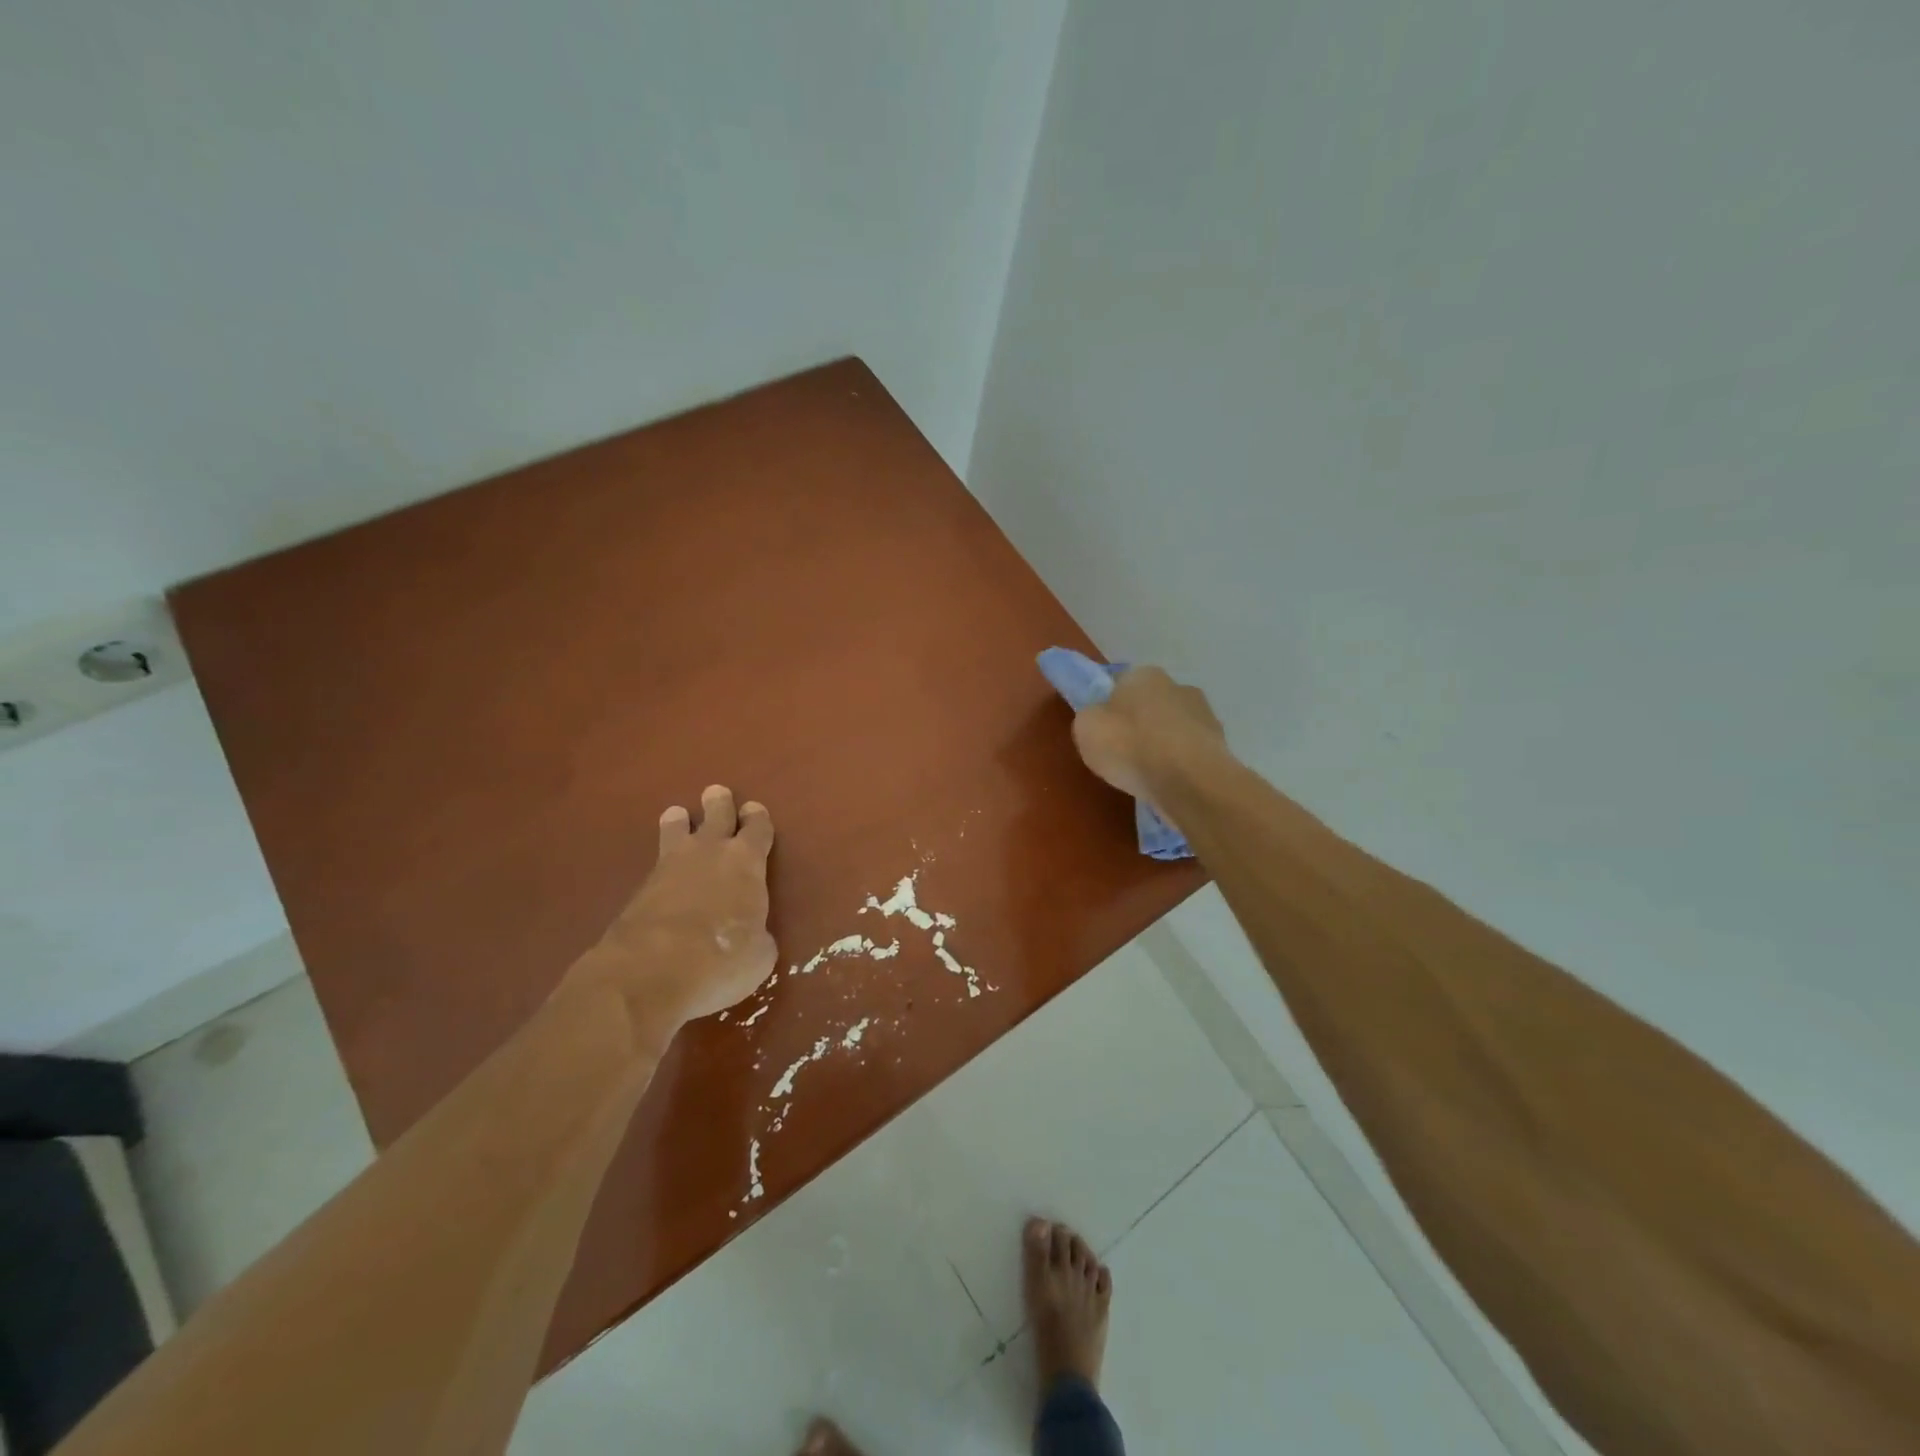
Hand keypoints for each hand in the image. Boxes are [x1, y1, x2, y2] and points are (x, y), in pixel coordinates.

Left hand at [578, 785, 776, 1036]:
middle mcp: (708, 852)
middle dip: (718, 804)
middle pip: (715, 814)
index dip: (758, 819)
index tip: (755, 811)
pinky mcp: (639, 889)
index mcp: (746, 861)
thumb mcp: (759, 954)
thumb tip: (751, 935)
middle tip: (716, 793)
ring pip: (676, 830)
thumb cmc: (722, 959)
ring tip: (678, 815)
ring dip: (680, 822)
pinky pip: (657, 864)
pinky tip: (663, 870)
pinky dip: (663, 863)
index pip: (758, 828)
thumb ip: (757, 934)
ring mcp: (669, 867)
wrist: (650, 972)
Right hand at [1071, 666, 1227, 810]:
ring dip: (1163, 745)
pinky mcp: (1221, 745)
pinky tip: (1169, 783)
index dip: (1109, 706)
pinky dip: (1180, 764)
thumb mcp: (1086, 728)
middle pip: (1150, 704)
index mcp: (1143, 675)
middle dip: (1139, 724)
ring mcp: (1205, 715)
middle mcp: (1178, 686)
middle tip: (1124, 753)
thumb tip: (1100, 717)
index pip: (1120, 683)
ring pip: (1174, 728)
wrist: (1189, 782)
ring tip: (1148, 774)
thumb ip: (1090, 716)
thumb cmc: (1131, 747)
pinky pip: (1190, 752)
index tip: (1103, 730)